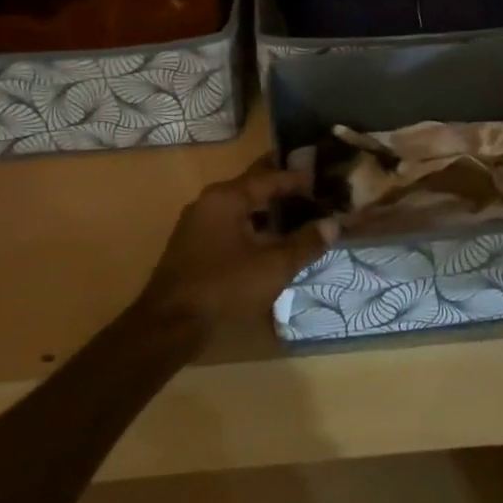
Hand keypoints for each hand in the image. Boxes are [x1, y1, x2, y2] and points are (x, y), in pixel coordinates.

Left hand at [136, 156, 336, 339]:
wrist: (169, 326)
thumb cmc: (224, 287)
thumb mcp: (273, 267)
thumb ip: (305, 243)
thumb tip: (333, 224)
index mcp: (227, 197)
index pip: (269, 177)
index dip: (298, 177)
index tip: (323, 176)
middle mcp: (210, 201)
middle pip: (252, 186)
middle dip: (281, 186)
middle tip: (311, 185)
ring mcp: (197, 223)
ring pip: (240, 206)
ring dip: (266, 208)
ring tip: (296, 212)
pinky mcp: (193, 245)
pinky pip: (229, 223)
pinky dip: (251, 224)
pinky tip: (269, 239)